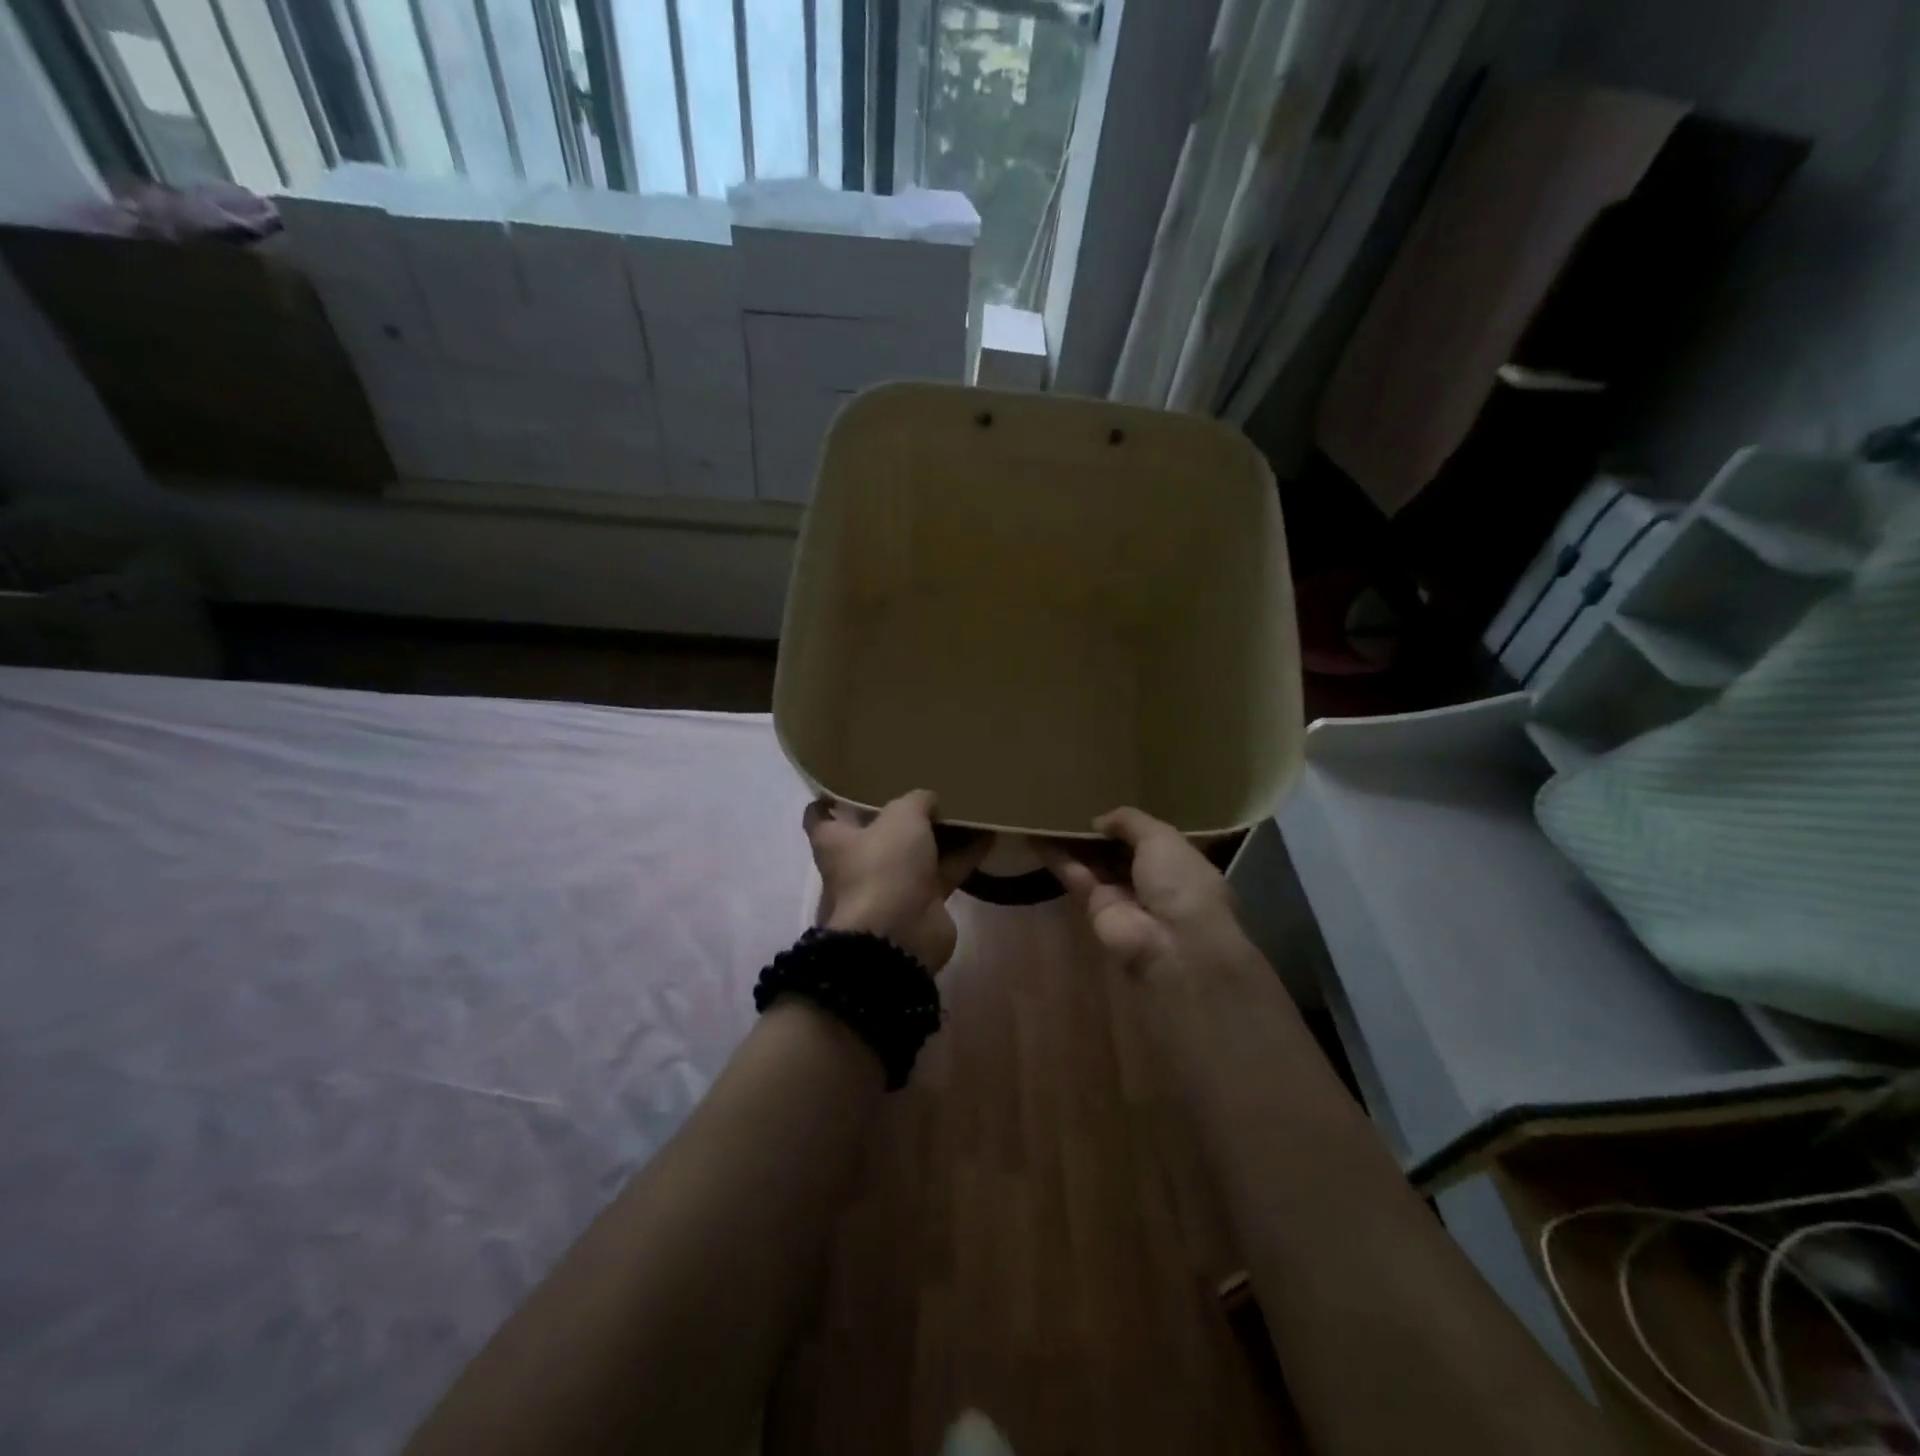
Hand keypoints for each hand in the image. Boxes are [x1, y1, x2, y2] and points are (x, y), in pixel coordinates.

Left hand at [803, 790, 989, 971]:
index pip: (820, 816)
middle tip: (924, 785)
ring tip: (966, 803)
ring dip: (940, 832)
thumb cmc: (883, 866)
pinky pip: (945, 870)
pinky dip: (964, 854)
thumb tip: (929, 800)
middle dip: (899, 813)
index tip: (849, 781)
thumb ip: (916, 800)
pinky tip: (988, 832)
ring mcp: (892, 884)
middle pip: (878, 831)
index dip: (832, 798)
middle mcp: (860, 862)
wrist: (900, 935)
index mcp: (836, 841)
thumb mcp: (901, 817)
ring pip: (918, 851)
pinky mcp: (923, 902)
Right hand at [1040, 808, 1246, 985]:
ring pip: (1092, 863)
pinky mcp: (1094, 909)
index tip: (1101, 804)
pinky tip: (1037, 837)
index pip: (1146, 838)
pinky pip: (1075, 877)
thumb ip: (1129, 821)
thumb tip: (1098, 821)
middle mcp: (1149, 880)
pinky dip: (1057, 858)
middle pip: (1116, 851)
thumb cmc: (1179, 882)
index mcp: (1177, 862)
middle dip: (1096, 832)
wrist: (1172, 943)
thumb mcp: (1162, 837)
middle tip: (1068, 805)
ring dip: (1072, 842)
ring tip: (1046, 815)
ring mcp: (1121, 896)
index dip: (1124, 823)